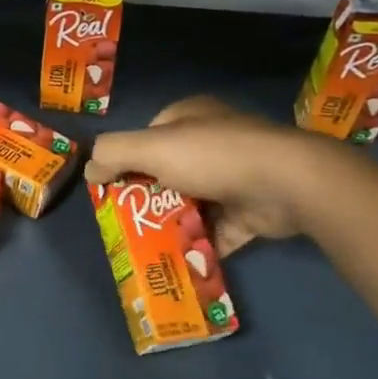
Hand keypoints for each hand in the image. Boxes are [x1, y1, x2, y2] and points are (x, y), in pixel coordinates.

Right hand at [85, 97, 334, 254]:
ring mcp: (238, 175)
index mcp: (191, 116)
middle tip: (130, 222)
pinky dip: (201, 244)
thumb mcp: (150, 148)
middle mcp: (215, 141)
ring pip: (193, 202)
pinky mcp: (253, 210)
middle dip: (149, 197)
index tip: (115, 187)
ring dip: (173, 224)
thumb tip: (90, 170)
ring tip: (149, 247)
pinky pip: (219, 229)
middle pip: (169, 172)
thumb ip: (112, 154)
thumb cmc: (212, 157)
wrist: (287, 184)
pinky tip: (181, 262)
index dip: (130, 159)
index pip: (150, 136)